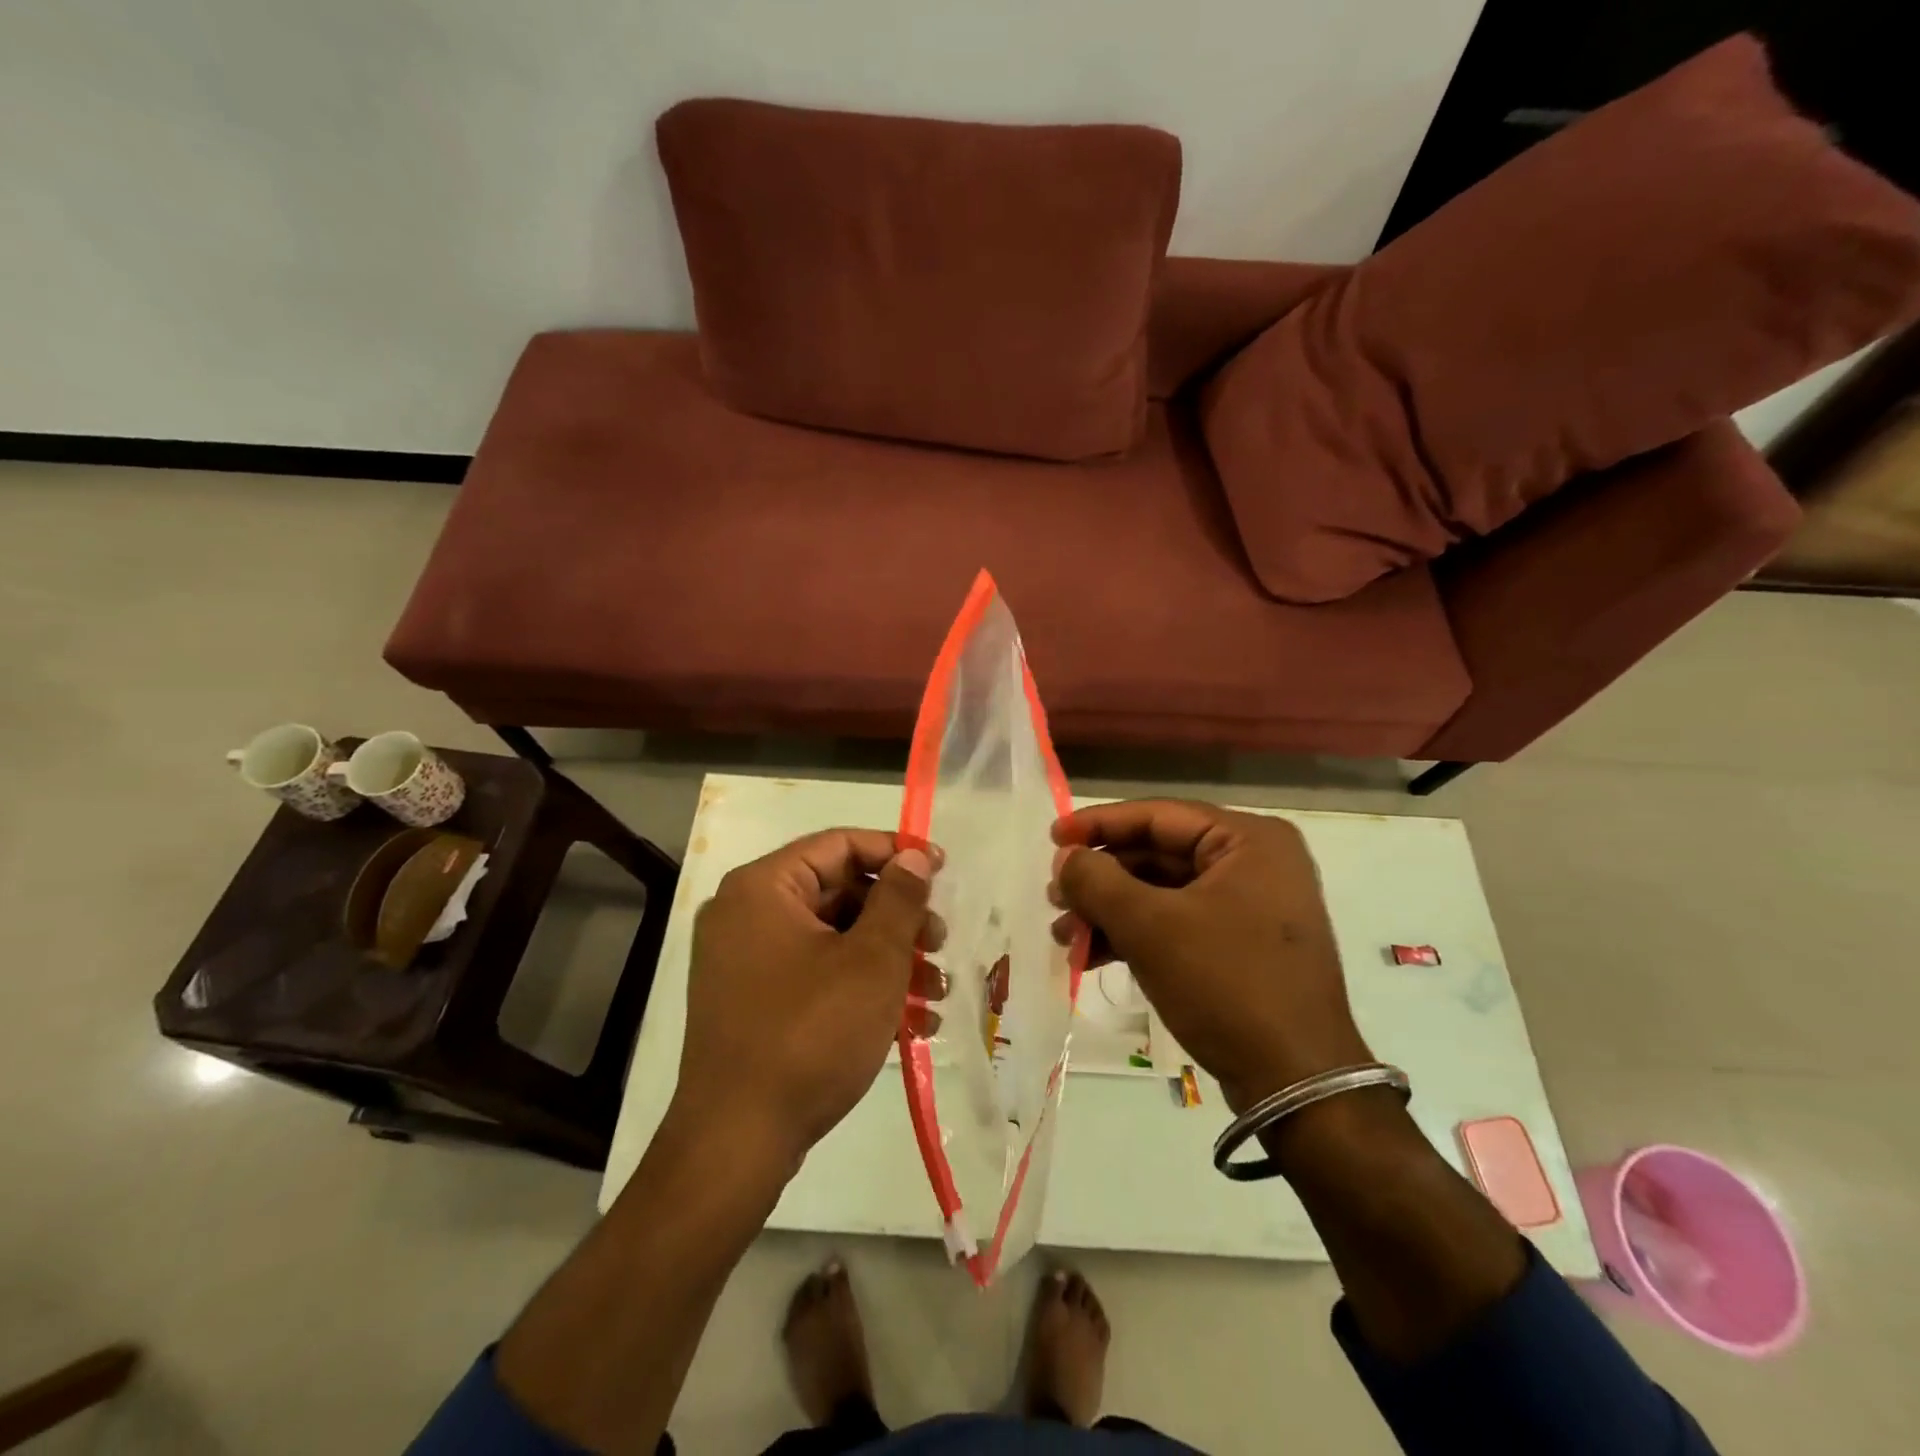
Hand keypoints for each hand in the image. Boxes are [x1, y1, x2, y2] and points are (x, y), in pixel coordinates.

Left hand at [672, 829, 935, 1171]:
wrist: (737, 1143)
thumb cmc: (810, 1034)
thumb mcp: (871, 961)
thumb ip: (899, 898)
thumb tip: (915, 856)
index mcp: (763, 888)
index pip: (839, 844)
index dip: (896, 852)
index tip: (942, 870)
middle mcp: (747, 914)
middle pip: (839, 892)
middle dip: (899, 919)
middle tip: (941, 943)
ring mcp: (746, 962)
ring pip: (834, 939)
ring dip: (890, 960)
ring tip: (937, 991)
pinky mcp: (754, 1003)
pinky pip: (816, 975)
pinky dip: (861, 988)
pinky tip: (912, 1023)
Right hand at [1050, 800, 1371, 1110]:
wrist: (1295, 1082)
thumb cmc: (1226, 984)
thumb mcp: (1151, 927)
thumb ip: (1098, 881)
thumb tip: (1065, 857)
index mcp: (1248, 840)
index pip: (1158, 816)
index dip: (1098, 825)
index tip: (1052, 838)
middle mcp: (1254, 863)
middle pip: (1157, 854)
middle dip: (1100, 879)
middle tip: (1054, 897)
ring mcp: (1250, 906)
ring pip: (1161, 892)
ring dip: (1109, 911)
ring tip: (1063, 934)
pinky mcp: (1240, 945)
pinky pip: (1176, 922)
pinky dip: (1134, 935)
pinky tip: (1090, 955)